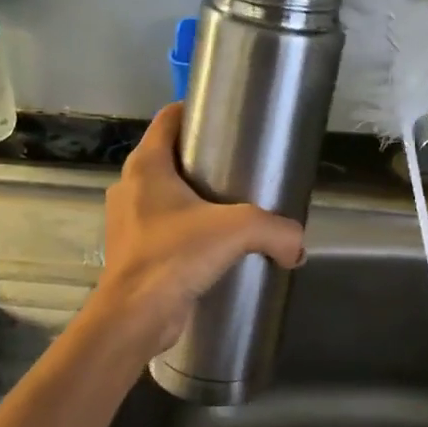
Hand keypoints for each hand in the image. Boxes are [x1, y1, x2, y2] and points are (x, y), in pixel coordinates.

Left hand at [89, 103, 305, 356]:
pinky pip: (164, 227)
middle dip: (202, 157)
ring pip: (166, 194)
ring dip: (193, 196)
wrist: (135, 316)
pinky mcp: (133, 251)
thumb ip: (276, 230)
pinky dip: (186, 228)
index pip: (168, 118)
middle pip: (169, 155)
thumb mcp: (237, 230)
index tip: (227, 117)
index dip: (195, 110)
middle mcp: (130, 186)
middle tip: (240, 164)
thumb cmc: (175, 256)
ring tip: (231, 206)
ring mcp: (128, 220)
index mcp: (146, 165)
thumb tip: (299, 246)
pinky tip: (213, 244)